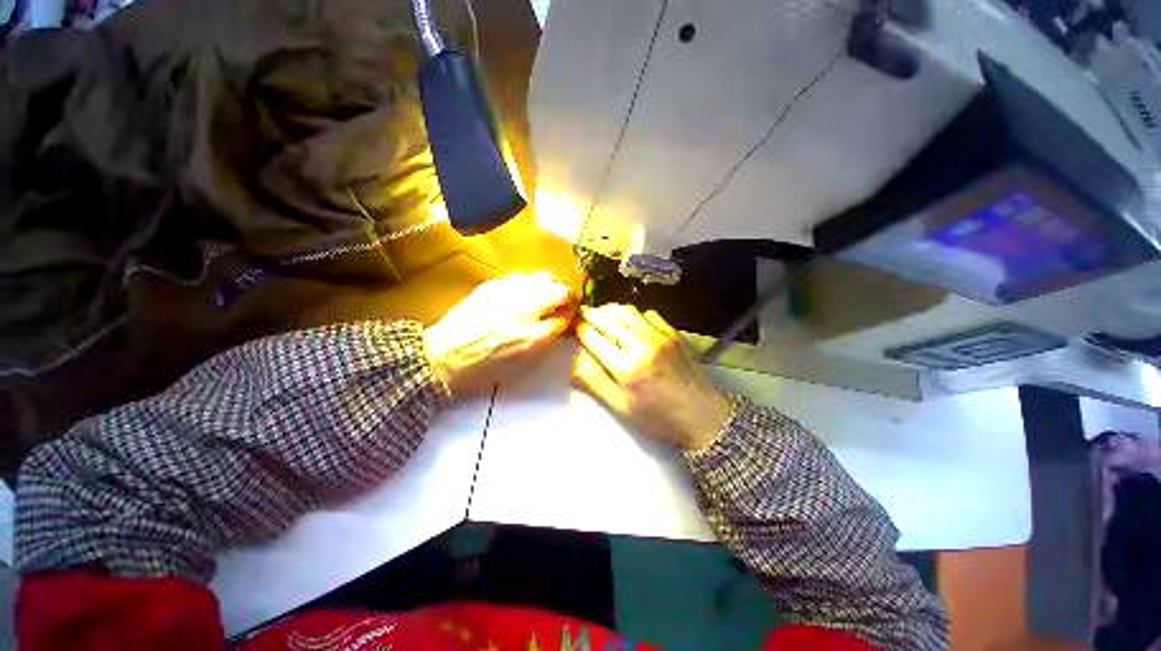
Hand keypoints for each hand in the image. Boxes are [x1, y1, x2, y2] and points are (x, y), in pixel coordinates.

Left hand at [425, 272, 574, 396]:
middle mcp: (524, 308)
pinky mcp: (492, 285)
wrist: (445, 357)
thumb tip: (563, 318)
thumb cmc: (487, 367)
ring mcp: (507, 291)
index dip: (571, 309)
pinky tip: (520, 297)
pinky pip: (521, 277)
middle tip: (557, 307)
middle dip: (562, 295)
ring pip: (541, 277)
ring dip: (547, 287)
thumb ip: (550, 335)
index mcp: (534, 333)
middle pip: (557, 286)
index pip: (566, 310)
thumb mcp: (526, 360)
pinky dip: (529, 285)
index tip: (569, 314)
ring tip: (539, 301)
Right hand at [572, 304, 732, 450]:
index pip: (593, 337)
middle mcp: (642, 344)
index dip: (579, 330)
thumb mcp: (622, 408)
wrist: (704, 415)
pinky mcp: (673, 332)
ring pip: (627, 311)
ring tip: (601, 317)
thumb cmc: (659, 418)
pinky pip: (648, 313)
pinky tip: (629, 324)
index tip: (572, 327)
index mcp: (627, 367)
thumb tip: (573, 362)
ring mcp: (660, 335)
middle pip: (608, 318)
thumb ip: (595, 382)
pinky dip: (632, 314)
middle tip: (582, 317)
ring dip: (610, 311)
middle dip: (591, 315)